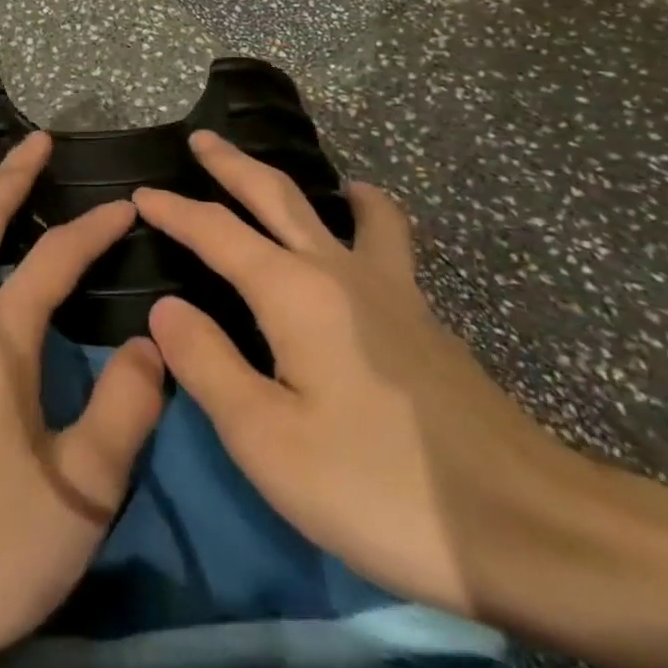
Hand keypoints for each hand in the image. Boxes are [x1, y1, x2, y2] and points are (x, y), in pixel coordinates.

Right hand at [136, 132, 583, 622]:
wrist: (528, 529)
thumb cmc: (378, 485)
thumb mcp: (267, 439)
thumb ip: (207, 364)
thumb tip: (165, 307)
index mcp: (292, 291)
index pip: (216, 231)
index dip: (174, 210)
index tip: (138, 195)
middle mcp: (339, 270)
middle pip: (278, 194)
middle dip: (233, 164)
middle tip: (203, 139)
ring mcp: (392, 290)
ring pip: (350, 210)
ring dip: (316, 183)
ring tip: (312, 176)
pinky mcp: (425, 320)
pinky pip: (386, 244)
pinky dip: (366, 220)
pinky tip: (363, 248)